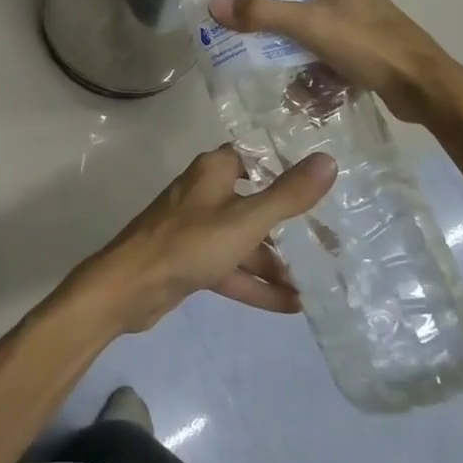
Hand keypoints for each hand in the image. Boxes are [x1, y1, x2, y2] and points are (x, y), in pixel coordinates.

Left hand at [72, 147, 336, 334]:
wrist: (130, 286)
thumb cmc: (189, 242)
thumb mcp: (246, 220)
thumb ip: (287, 195)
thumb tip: (328, 160)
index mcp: (215, 170)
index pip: (257, 157)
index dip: (288, 166)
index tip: (324, 181)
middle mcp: (206, 192)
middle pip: (256, 202)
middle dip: (291, 224)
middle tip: (332, 242)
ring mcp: (198, 228)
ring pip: (245, 240)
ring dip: (277, 262)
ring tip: (318, 282)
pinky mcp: (192, 260)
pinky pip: (232, 267)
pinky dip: (258, 284)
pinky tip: (293, 305)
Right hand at [206, 0, 461, 123]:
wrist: (423, 87)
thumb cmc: (367, 43)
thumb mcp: (309, 25)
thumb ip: (261, 14)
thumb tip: (214, 5)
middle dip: (263, 2)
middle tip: (230, 13)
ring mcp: (350, 17)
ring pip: (304, 19)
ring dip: (281, 34)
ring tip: (249, 48)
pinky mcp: (356, 45)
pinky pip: (318, 45)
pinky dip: (302, 57)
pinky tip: (285, 78)